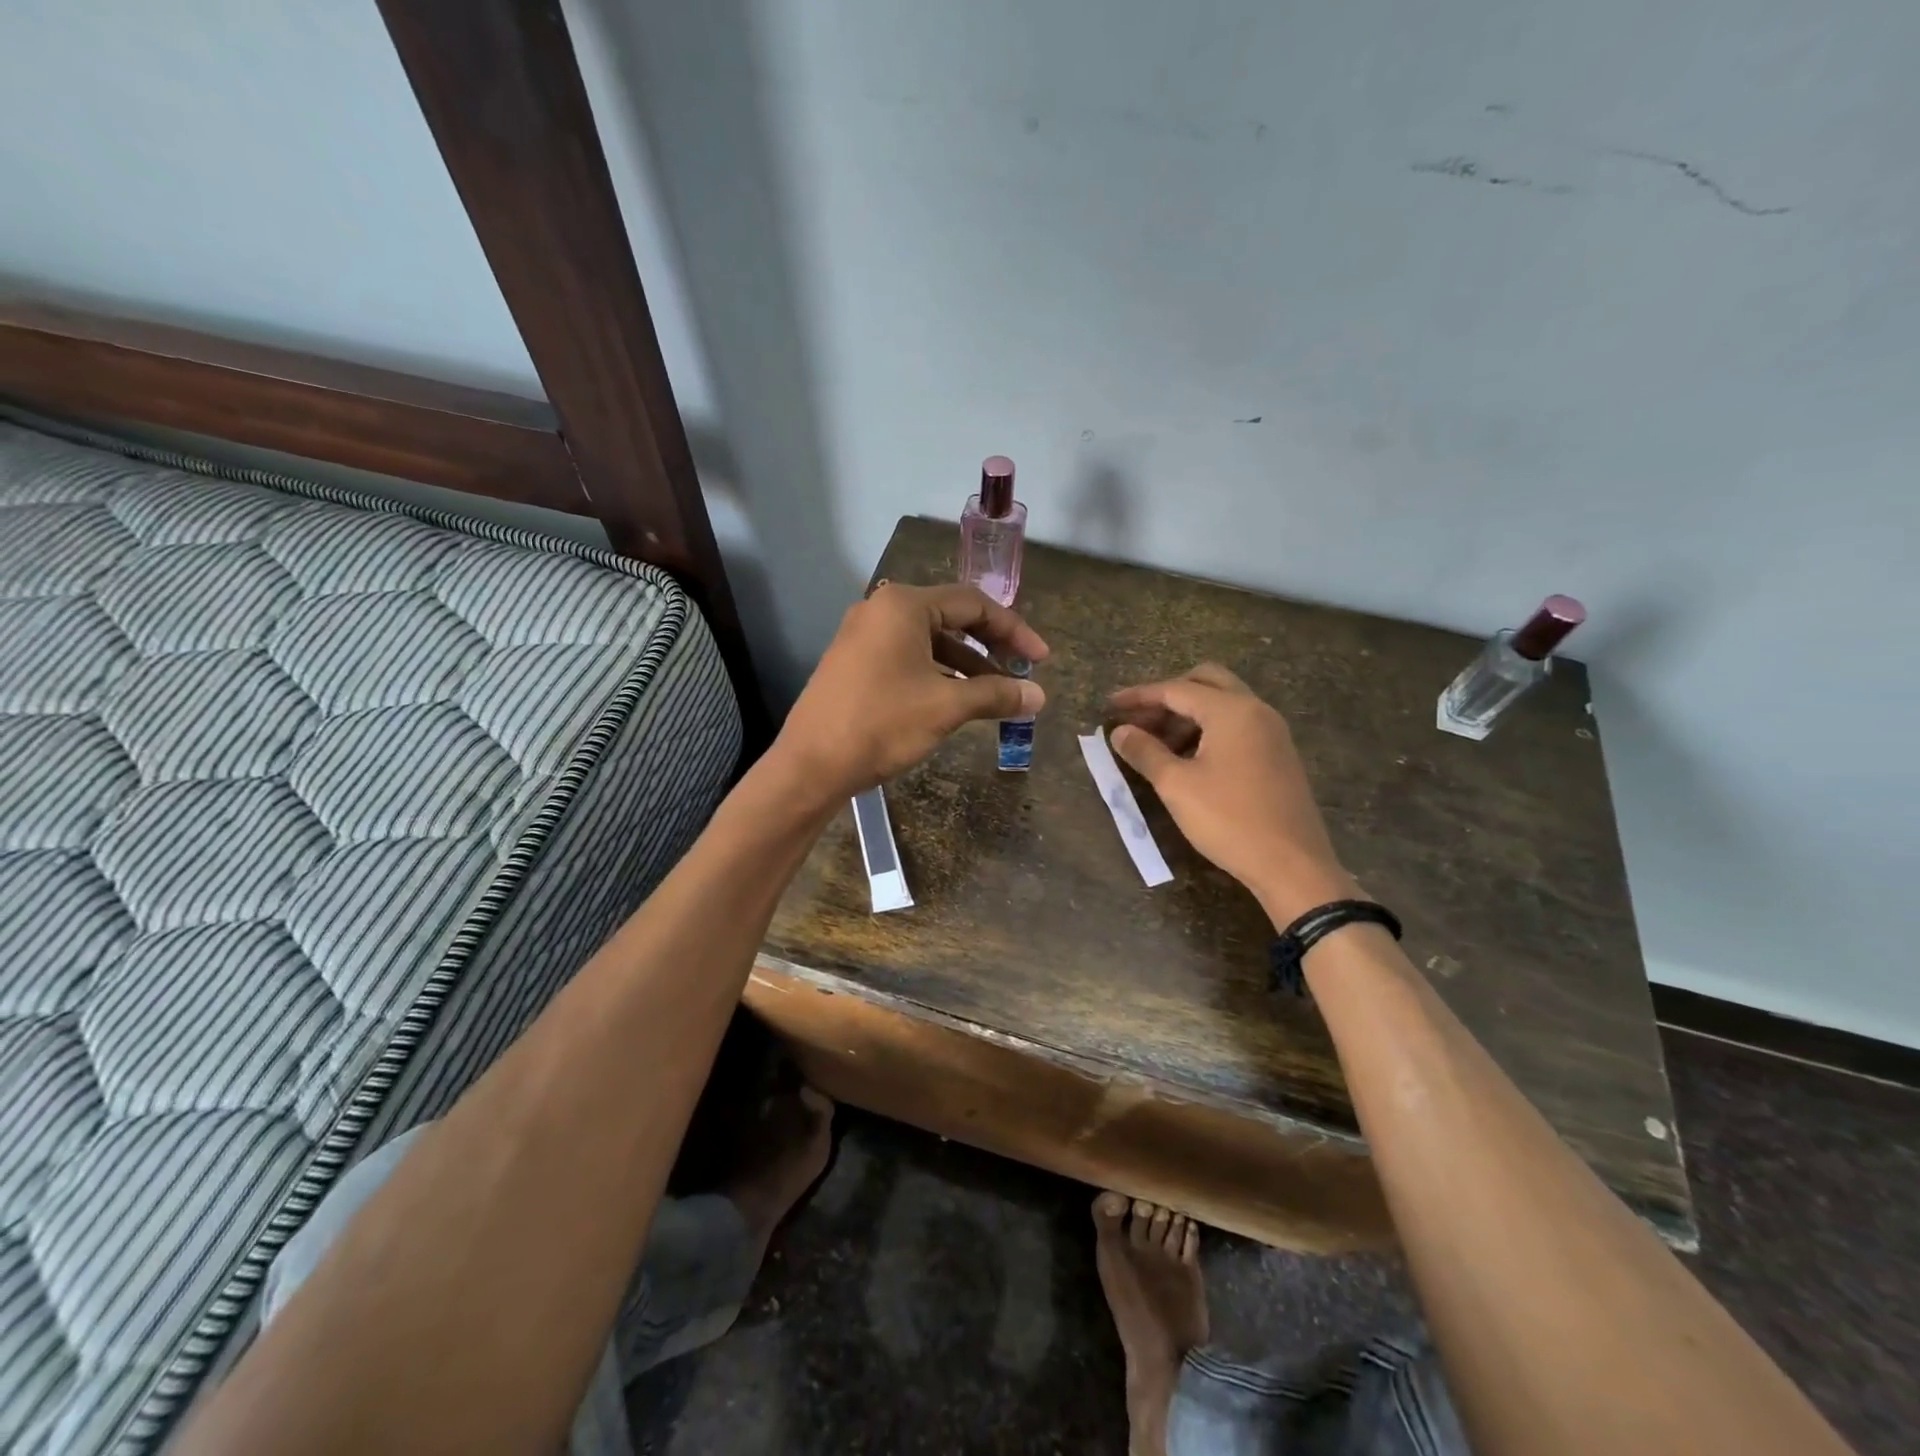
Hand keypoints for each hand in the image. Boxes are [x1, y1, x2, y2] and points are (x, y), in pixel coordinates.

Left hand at [773, 582, 1048, 802]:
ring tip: (994, 694)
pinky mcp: (854, 662)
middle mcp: (881, 610)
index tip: (1040, 659)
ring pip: (929, 641)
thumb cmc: (882, 724)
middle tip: (1020, 673)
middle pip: (951, 618)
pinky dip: (937, 673)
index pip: (973, 604)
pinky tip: (956, 700)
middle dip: (990, 646)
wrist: (811, 765)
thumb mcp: (946, 707)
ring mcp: (863, 636)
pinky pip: (907, 657)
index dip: (1014, 631)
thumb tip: (1038, 696)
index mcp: (904, 605)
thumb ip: (996, 695)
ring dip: (965, 664)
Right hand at [1109, 663, 1354, 922]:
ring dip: (1187, 714)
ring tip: (1156, 745)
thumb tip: (1119, 732)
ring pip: (1223, 704)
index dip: (1138, 696)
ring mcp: (1272, 732)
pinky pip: (1237, 725)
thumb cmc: (1229, 820)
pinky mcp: (1277, 754)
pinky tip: (1187, 759)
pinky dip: (1207, 729)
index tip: (1109, 706)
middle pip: (1206, 682)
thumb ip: (1145, 752)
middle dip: (1167, 695)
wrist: (1292, 865)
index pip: (1176, 689)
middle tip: (1139, 719)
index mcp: (1232, 711)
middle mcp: (1256, 710)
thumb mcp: (1176, 786)